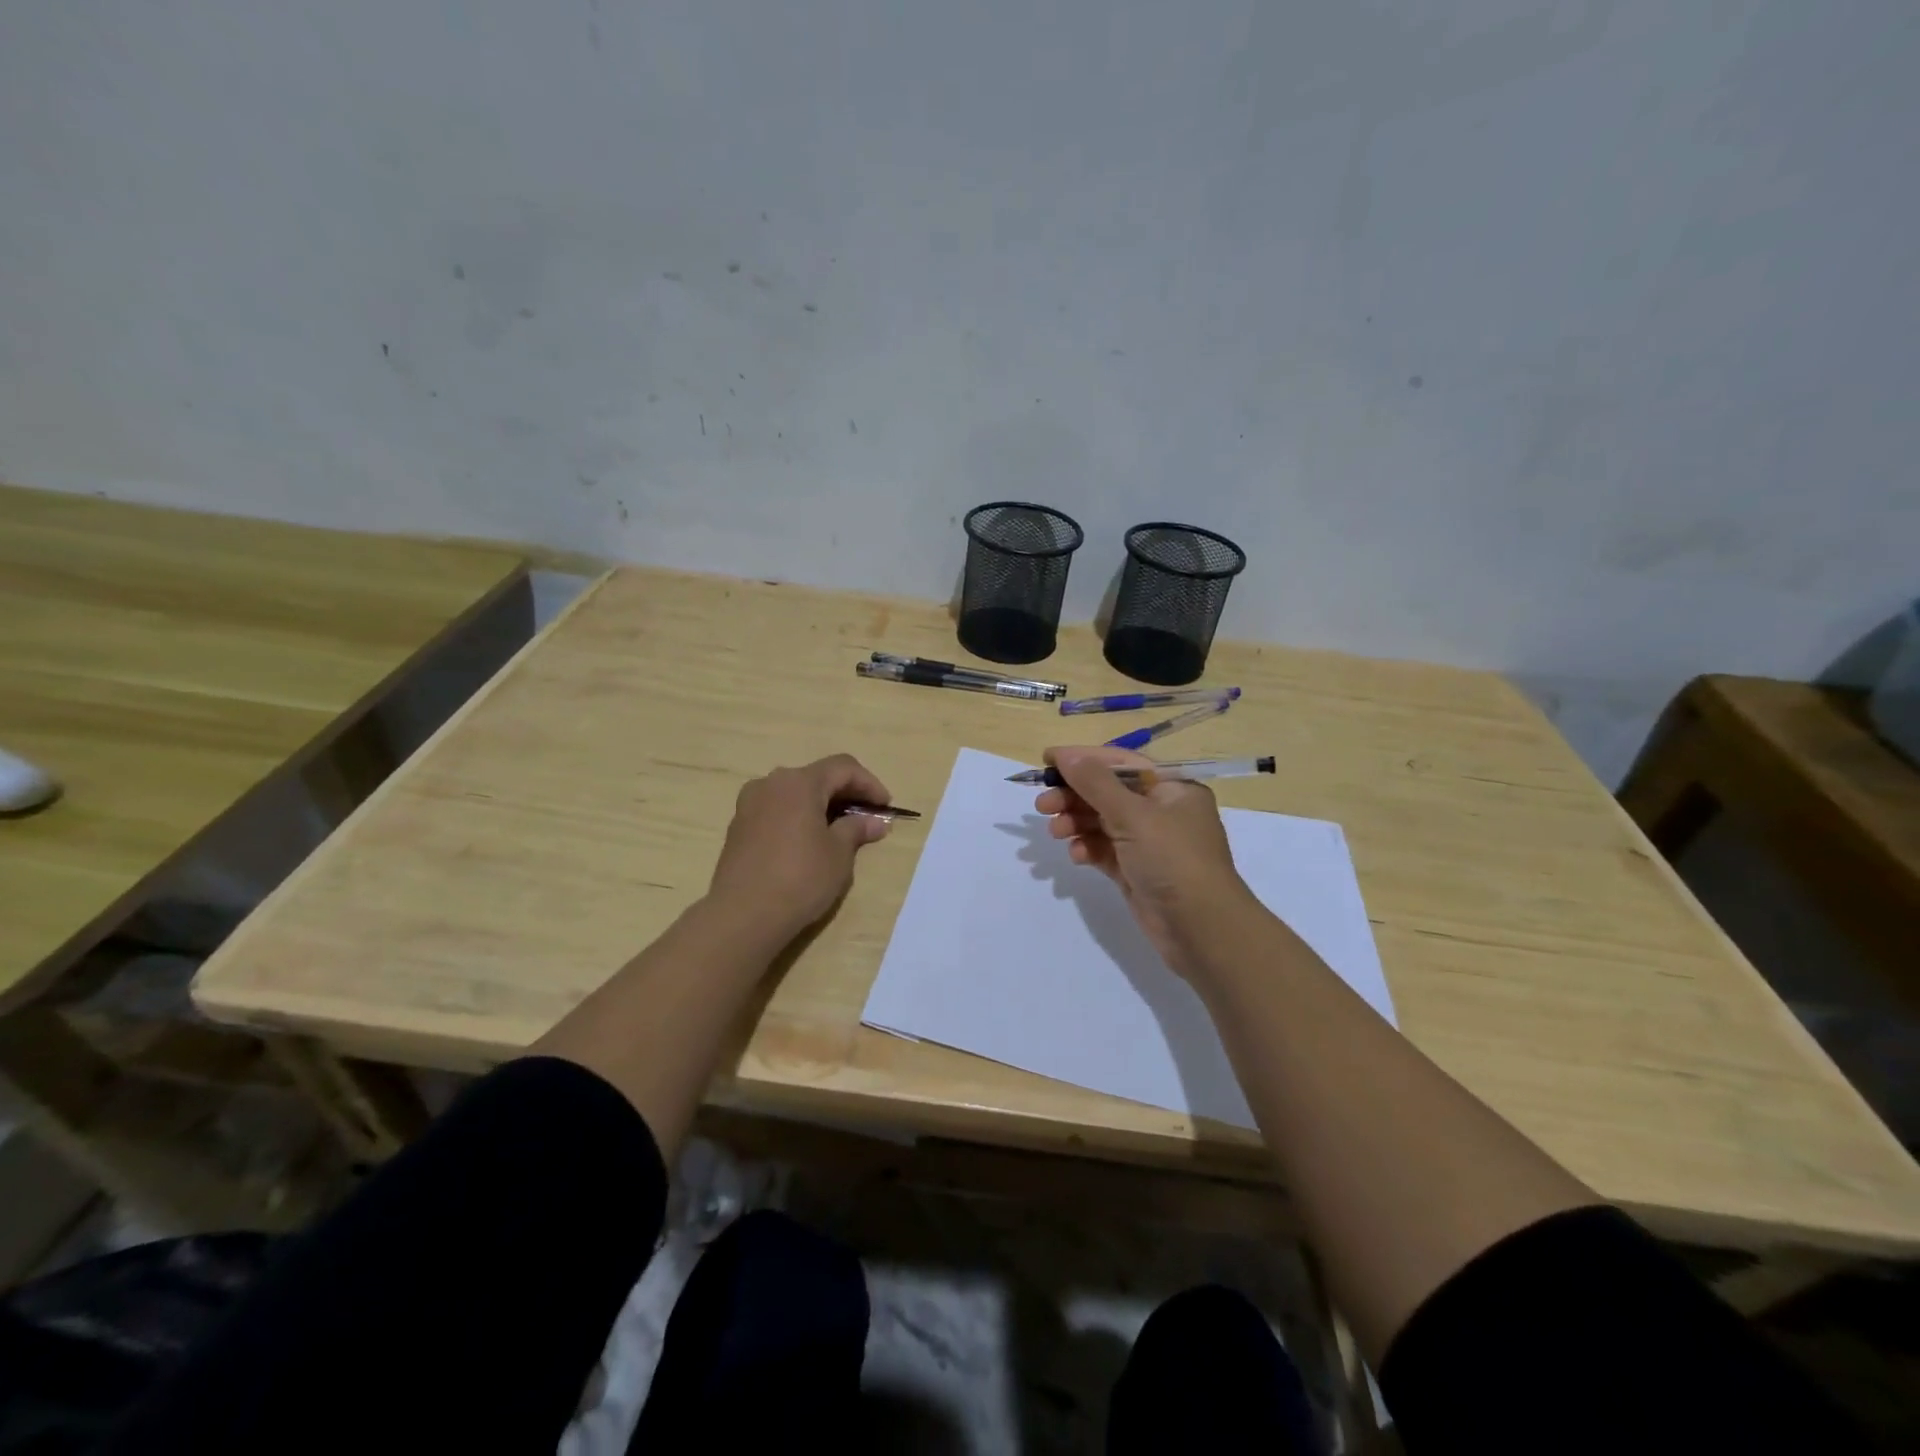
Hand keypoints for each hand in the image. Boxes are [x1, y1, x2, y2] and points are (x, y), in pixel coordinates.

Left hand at [707, 754, 893, 941]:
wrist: (742, 915)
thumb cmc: (800, 878)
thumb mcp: (839, 854)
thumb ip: (857, 829)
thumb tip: (875, 821)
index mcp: (799, 782)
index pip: (843, 768)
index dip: (869, 784)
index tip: (885, 807)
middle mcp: (771, 784)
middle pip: (817, 777)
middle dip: (845, 794)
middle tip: (866, 818)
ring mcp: (749, 804)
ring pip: (794, 794)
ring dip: (820, 806)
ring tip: (839, 831)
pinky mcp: (738, 827)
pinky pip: (776, 811)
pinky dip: (798, 818)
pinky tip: (808, 843)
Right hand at [1036, 745, 1251, 972]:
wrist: (1201, 929)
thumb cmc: (1173, 859)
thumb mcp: (1133, 815)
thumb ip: (1095, 783)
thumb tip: (1066, 755)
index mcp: (1172, 788)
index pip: (1121, 763)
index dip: (1084, 759)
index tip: (1047, 760)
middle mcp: (1162, 811)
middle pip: (1108, 793)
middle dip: (1074, 796)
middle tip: (1042, 805)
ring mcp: (1149, 843)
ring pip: (1103, 823)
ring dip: (1076, 823)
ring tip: (1055, 832)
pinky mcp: (1137, 871)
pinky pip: (1105, 851)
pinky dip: (1088, 849)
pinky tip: (1076, 855)